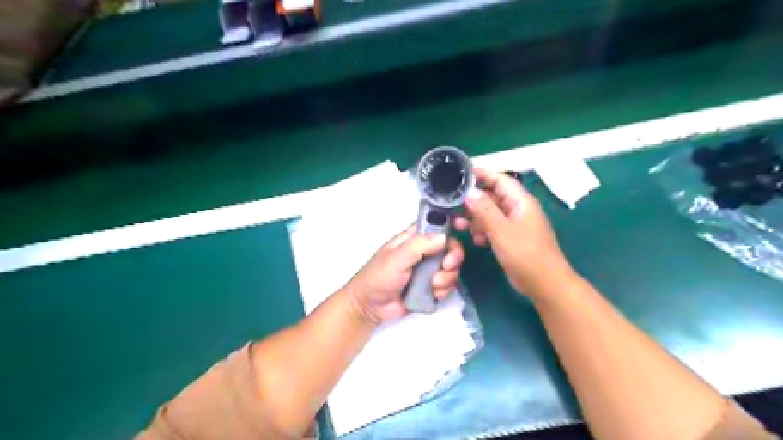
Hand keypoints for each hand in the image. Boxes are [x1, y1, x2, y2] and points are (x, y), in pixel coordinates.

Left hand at [345, 225, 460, 321]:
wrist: (370, 306)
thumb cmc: (379, 276)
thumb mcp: (397, 257)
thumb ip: (420, 245)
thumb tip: (444, 237)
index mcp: (414, 238)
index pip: (437, 225)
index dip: (450, 228)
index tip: (458, 233)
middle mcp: (424, 251)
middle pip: (450, 248)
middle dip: (453, 258)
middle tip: (445, 266)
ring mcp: (429, 270)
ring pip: (452, 269)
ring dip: (446, 278)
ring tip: (432, 285)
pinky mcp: (431, 287)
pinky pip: (448, 286)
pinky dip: (443, 291)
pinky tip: (432, 294)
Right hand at [453, 169, 573, 297]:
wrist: (544, 284)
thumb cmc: (525, 254)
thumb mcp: (501, 230)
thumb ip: (484, 209)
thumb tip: (470, 191)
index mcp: (520, 201)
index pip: (499, 179)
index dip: (481, 174)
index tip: (459, 175)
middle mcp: (517, 209)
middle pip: (492, 196)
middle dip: (473, 200)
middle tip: (452, 206)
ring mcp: (514, 224)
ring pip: (490, 213)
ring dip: (475, 218)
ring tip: (458, 225)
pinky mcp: (510, 238)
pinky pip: (493, 227)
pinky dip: (482, 230)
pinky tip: (476, 240)